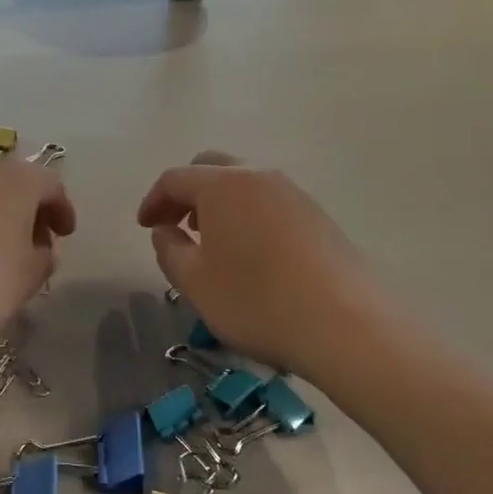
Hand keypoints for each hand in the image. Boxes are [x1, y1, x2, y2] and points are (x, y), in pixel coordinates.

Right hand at [137, 156, 386, 381]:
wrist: (347, 325)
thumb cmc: (257, 302)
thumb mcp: (195, 283)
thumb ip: (169, 250)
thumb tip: (165, 229)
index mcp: (223, 184)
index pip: (175, 178)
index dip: (153, 200)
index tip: (144, 226)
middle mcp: (258, 175)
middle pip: (211, 168)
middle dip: (187, 193)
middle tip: (176, 226)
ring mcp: (293, 192)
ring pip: (244, 183)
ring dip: (219, 203)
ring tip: (212, 241)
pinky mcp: (317, 214)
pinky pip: (269, 201)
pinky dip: (247, 214)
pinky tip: (250, 251)